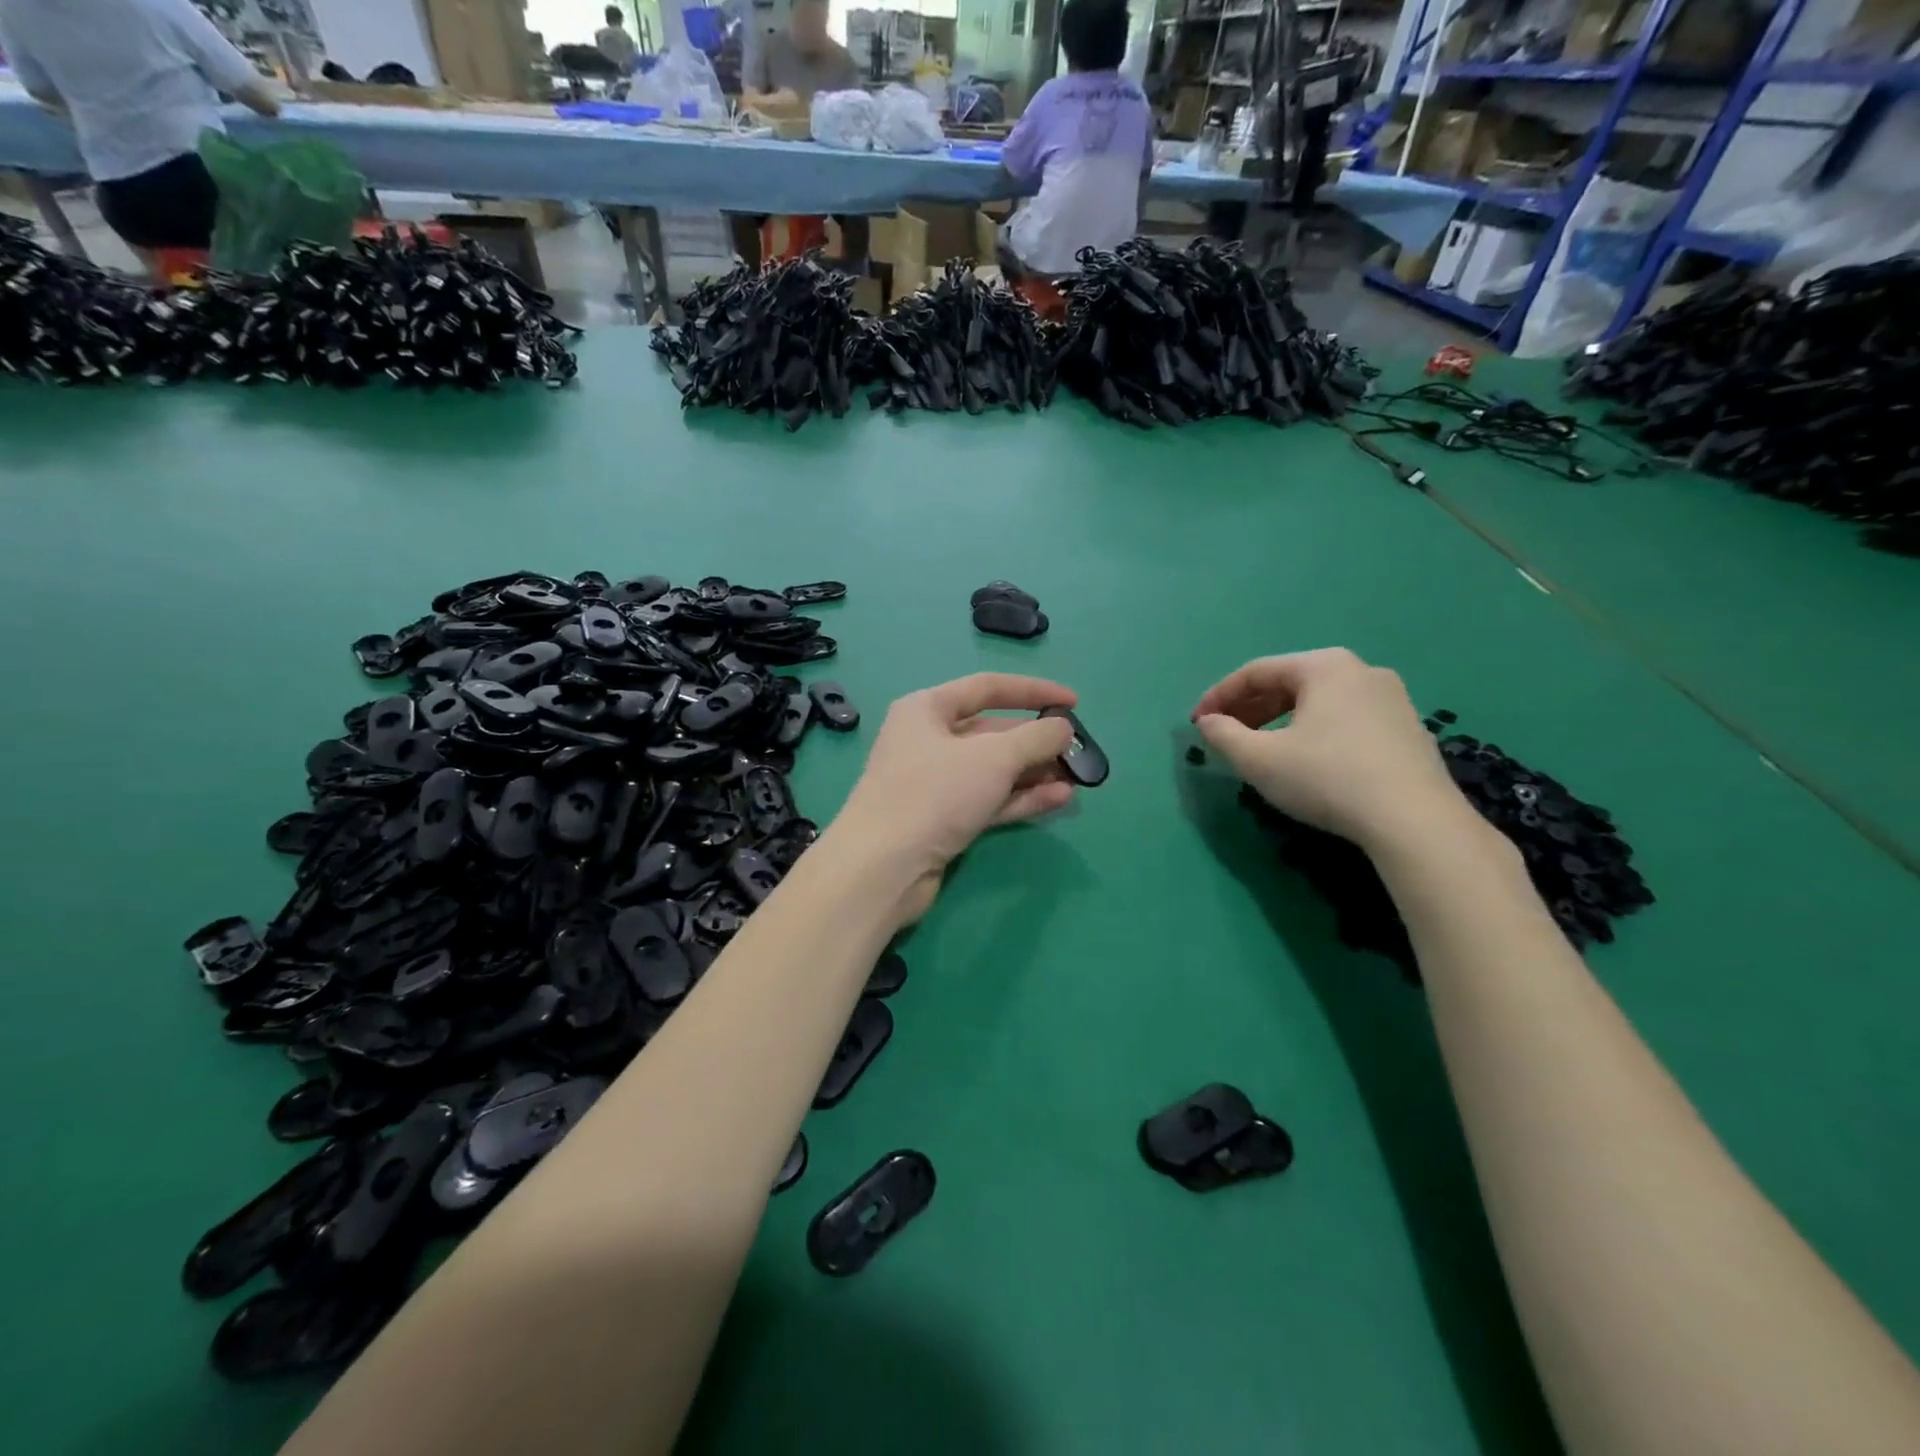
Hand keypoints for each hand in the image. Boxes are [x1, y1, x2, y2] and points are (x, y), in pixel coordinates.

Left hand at [832, 673, 1078, 921]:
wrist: (884, 867)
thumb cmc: (935, 793)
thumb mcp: (994, 757)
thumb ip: (1036, 737)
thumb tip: (1063, 729)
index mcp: (927, 709)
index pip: (987, 687)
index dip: (1033, 691)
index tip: (1073, 702)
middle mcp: (928, 740)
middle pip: (992, 732)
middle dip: (1036, 741)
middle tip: (1077, 752)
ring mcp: (934, 783)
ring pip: (993, 770)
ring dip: (1034, 773)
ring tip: (1076, 779)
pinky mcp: (942, 819)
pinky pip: (988, 800)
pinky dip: (1021, 798)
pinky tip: (1058, 799)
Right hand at [1192, 648, 1470, 853]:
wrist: (1414, 821)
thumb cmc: (1326, 778)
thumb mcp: (1259, 759)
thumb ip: (1223, 736)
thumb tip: (1208, 723)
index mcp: (1324, 666)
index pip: (1256, 672)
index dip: (1219, 696)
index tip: (1197, 723)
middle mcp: (1361, 671)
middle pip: (1290, 683)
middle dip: (1250, 708)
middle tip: (1225, 735)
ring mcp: (1392, 699)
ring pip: (1319, 702)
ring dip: (1281, 721)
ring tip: (1261, 749)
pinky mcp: (1408, 730)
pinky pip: (1346, 720)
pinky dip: (1314, 732)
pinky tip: (1306, 761)